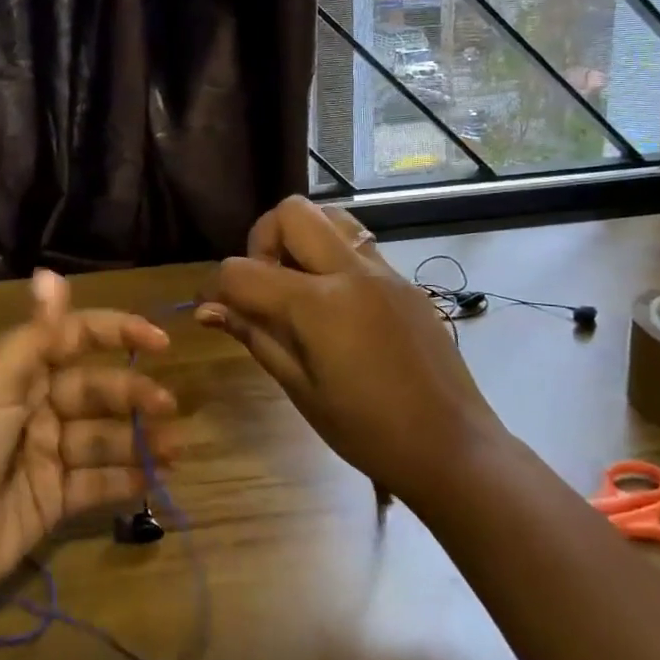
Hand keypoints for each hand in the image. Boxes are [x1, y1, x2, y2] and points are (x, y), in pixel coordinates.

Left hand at [0, 271, 176, 609]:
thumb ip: (34, 335)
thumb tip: (50, 272)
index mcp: (21, 374)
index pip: (76, 338)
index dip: (118, 334)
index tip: (160, 343)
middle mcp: (37, 408)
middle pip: (96, 391)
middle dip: (133, 395)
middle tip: (167, 408)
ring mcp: (46, 456)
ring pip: (103, 438)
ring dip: (139, 439)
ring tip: (173, 449)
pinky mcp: (52, 500)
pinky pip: (96, 483)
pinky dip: (125, 480)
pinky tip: (153, 480)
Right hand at [197, 196, 502, 503]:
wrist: (452, 447)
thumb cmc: (367, 431)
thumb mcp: (300, 388)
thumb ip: (254, 336)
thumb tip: (207, 309)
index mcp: (318, 305)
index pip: (243, 270)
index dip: (216, 287)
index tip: (212, 307)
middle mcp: (351, 272)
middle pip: (291, 212)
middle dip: (263, 240)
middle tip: (265, 285)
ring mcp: (384, 271)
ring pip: (330, 216)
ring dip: (302, 237)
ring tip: (298, 284)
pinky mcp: (405, 282)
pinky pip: (359, 245)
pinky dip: (333, 256)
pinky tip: (336, 305)